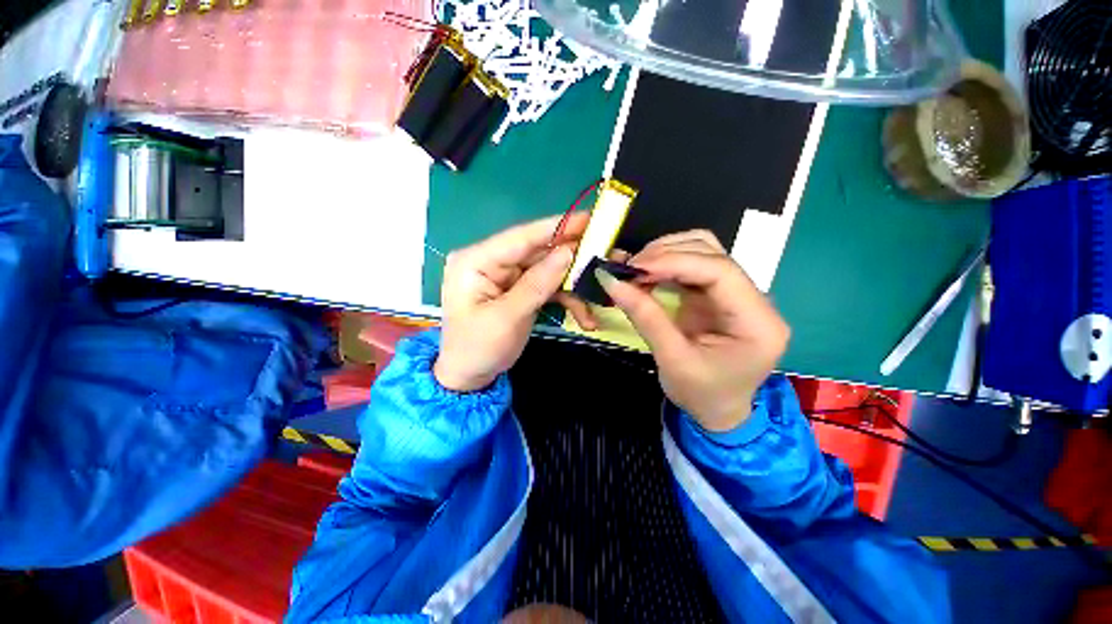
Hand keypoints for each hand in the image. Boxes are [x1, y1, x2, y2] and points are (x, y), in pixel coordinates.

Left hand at [435, 212, 593, 391]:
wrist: (469, 376)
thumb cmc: (478, 348)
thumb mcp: (507, 318)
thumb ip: (537, 284)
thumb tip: (567, 252)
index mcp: (476, 261)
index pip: (520, 238)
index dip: (555, 227)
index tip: (588, 219)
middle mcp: (491, 261)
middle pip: (537, 251)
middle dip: (571, 257)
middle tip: (603, 253)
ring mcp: (507, 276)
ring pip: (547, 269)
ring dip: (572, 285)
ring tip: (597, 295)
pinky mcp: (518, 289)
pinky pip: (547, 286)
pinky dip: (566, 298)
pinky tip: (585, 315)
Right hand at [596, 230, 789, 430]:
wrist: (719, 413)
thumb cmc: (701, 395)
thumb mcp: (672, 360)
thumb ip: (646, 318)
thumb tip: (612, 282)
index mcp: (757, 322)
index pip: (720, 271)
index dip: (674, 261)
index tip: (635, 267)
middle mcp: (755, 299)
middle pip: (712, 254)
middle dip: (666, 255)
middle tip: (629, 269)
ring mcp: (737, 294)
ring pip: (703, 251)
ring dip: (666, 254)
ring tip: (635, 270)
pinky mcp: (718, 295)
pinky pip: (693, 266)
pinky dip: (666, 265)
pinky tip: (646, 274)